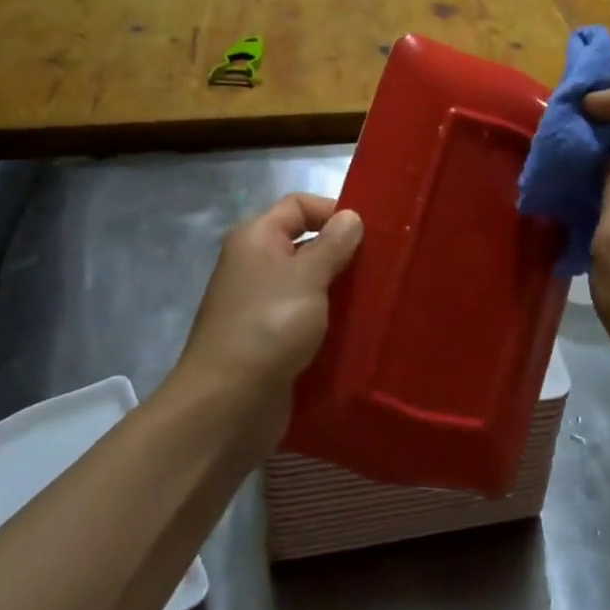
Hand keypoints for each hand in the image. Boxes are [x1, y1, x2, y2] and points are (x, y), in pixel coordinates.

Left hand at [171, 194, 361, 441]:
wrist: (227, 405)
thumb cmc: (269, 326)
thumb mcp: (308, 276)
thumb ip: (333, 244)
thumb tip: (351, 217)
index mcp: (256, 238)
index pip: (299, 205)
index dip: (333, 211)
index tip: (371, 234)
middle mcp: (255, 265)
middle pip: (305, 244)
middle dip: (342, 253)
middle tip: (383, 267)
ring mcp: (261, 305)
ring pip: (309, 284)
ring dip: (339, 290)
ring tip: (378, 298)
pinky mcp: (270, 340)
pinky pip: (306, 318)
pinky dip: (329, 321)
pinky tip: (358, 330)